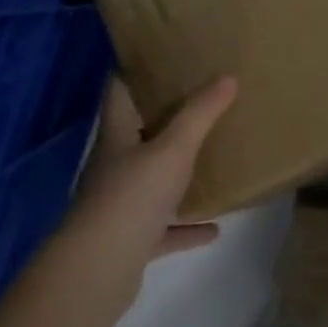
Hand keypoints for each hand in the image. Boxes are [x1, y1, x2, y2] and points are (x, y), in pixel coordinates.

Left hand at [61, 76, 237, 301]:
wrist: (99, 269)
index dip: (134, 72)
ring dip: (175, 176)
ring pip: (150, 183)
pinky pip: (162, 228)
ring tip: (208, 162)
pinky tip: (213, 227)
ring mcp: (119, 205)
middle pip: (136, 135)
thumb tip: (228, 77)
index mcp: (117, 136)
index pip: (119, 92)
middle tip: (200, 104)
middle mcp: (113, 166)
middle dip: (164, 121)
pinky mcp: (129, 240)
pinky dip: (185, 227)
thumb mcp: (173, 149)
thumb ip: (200, 114)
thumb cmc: (133, 195)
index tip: (160, 57)